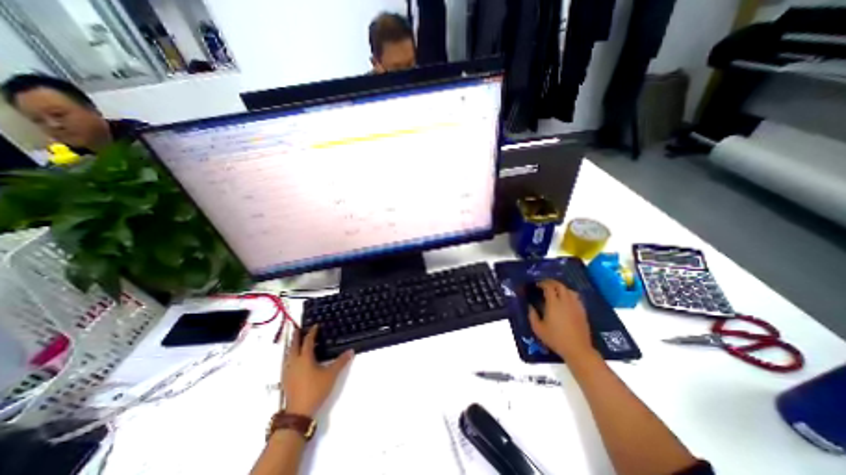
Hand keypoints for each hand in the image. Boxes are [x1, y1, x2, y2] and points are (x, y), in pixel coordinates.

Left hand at [282, 324, 352, 417]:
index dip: (312, 332)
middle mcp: (294, 362)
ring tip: (296, 342)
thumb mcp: (331, 375)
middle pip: (294, 345)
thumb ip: (341, 362)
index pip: (308, 341)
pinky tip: (293, 359)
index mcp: (305, 358)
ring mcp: (288, 371)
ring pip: (288, 354)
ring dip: (292, 346)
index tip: (315, 325)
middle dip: (296, 337)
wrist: (298, 412)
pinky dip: (290, 355)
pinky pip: (286, 362)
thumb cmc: (315, 389)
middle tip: (299, 329)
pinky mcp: (285, 379)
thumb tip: (351, 351)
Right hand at [526, 279, 593, 358]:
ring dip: (561, 287)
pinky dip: (569, 294)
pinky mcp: (582, 311)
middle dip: (551, 282)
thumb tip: (530, 306)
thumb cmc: (555, 339)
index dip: (542, 283)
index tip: (537, 285)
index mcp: (554, 304)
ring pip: (569, 290)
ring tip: (555, 291)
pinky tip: (566, 300)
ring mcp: (575, 305)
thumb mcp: (538, 329)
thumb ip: (532, 315)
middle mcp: (565, 301)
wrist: (577, 349)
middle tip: (545, 285)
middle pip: (560, 285)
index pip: (549, 287)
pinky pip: (576, 297)